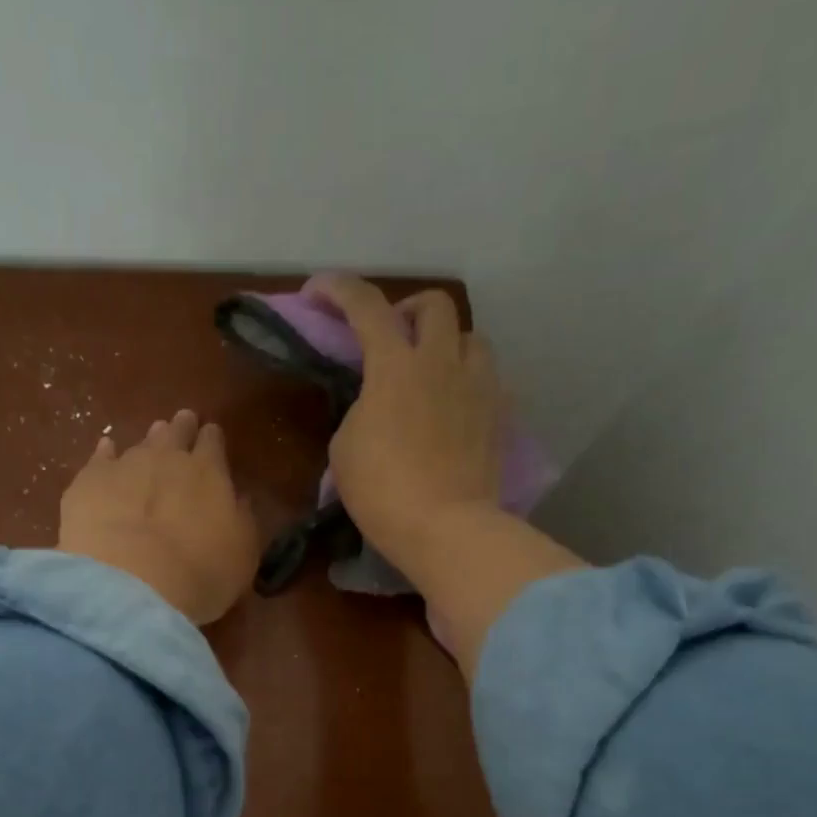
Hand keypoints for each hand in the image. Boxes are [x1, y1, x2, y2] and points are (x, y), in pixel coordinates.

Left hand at [58, 408, 258, 626]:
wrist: (131, 583)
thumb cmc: (200, 574)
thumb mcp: (242, 553)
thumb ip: (241, 519)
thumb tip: (239, 498)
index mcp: (209, 471)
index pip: (213, 441)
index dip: (212, 439)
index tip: (212, 437)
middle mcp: (167, 457)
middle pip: (176, 432)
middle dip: (181, 428)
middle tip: (183, 423)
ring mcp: (124, 465)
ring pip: (140, 443)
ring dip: (148, 441)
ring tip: (151, 440)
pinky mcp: (88, 481)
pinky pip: (100, 458)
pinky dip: (105, 453)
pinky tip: (106, 450)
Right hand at [309, 275, 502, 571]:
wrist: (445, 527)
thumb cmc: (382, 490)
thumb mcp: (345, 449)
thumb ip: (360, 410)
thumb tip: (377, 404)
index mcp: (395, 366)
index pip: (365, 306)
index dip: (337, 290)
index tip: (317, 292)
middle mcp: (442, 362)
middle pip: (434, 303)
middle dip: (408, 309)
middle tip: (391, 337)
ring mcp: (478, 386)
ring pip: (470, 338)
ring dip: (446, 344)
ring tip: (431, 373)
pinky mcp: (499, 415)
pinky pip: (487, 379)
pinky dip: (467, 381)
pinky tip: (455, 408)